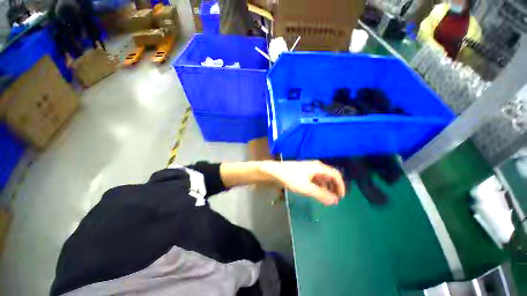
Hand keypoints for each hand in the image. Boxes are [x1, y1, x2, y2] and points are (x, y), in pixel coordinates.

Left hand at [261, 161, 345, 204]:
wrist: (275, 171)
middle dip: (334, 187)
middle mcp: (315, 166)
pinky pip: (314, 178)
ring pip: (322, 177)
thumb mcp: (306, 188)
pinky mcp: (302, 171)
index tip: (341, 197)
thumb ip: (321, 194)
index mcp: (319, 167)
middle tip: (335, 199)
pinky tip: (316, 192)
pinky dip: (318, 185)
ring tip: (326, 197)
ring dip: (326, 187)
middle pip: (329, 175)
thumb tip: (335, 201)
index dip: (341, 185)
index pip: (335, 175)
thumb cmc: (291, 177)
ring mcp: (308, 168)